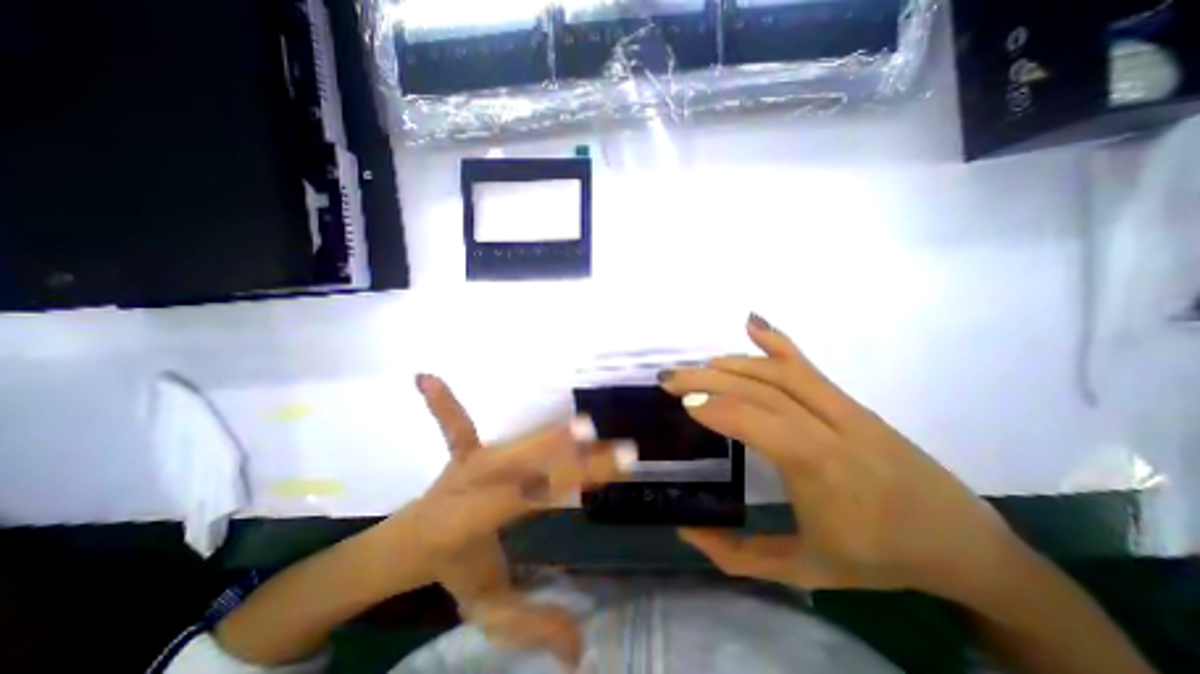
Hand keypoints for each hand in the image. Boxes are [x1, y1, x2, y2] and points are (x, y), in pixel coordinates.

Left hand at [407, 377, 637, 664]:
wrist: (407, 546)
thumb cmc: (454, 569)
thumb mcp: (488, 605)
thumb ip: (533, 624)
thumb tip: (582, 651)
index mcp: (479, 520)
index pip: (538, 496)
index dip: (576, 479)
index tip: (621, 463)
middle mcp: (475, 486)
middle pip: (530, 469)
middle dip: (571, 458)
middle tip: (608, 445)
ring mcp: (467, 464)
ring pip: (514, 446)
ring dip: (549, 435)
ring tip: (583, 425)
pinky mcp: (460, 451)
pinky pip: (456, 424)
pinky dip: (444, 403)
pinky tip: (424, 376)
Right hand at [660, 317, 1025, 604]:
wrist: (962, 543)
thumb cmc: (880, 559)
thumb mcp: (804, 572)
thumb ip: (738, 556)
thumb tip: (687, 529)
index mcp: (820, 468)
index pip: (757, 421)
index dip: (716, 407)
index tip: (681, 403)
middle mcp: (831, 427)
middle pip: (761, 388)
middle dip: (709, 378)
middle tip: (670, 377)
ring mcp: (845, 407)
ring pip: (780, 371)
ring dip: (733, 363)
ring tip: (699, 366)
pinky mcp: (851, 400)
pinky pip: (808, 365)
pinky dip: (777, 341)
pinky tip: (752, 323)